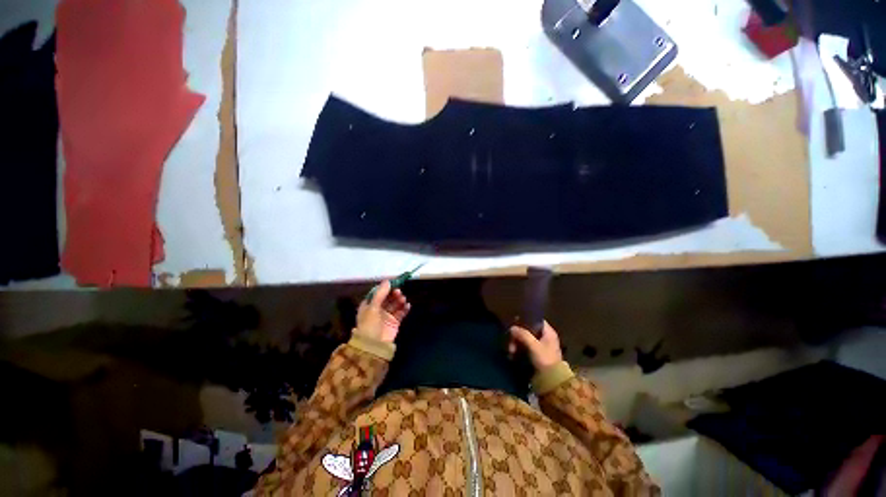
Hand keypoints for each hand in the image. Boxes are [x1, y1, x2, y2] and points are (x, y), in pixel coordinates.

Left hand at [355, 280, 410, 342]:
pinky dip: (404, 308)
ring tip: (403, 299)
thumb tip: (388, 280)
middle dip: (393, 294)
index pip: (378, 293)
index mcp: (369, 305)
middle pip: (388, 298)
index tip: (393, 283)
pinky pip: (401, 312)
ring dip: (399, 300)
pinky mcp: (394, 322)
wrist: (374, 346)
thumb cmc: (370, 324)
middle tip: (399, 292)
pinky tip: (407, 305)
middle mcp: (378, 309)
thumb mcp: (373, 307)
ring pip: (395, 304)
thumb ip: (381, 294)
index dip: (385, 288)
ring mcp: (386, 316)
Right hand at [509, 321, 562, 370]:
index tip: (515, 322)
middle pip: (528, 330)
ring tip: (511, 351)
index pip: (536, 320)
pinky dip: (519, 349)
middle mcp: (545, 337)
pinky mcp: (536, 354)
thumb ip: (523, 335)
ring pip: (525, 339)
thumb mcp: (534, 346)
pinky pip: (525, 347)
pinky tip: (513, 354)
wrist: (552, 381)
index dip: (526, 319)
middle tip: (511, 341)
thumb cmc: (545, 360)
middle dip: (518, 335)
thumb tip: (512, 328)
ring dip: (516, 343)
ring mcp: (541, 346)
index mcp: (548, 332)